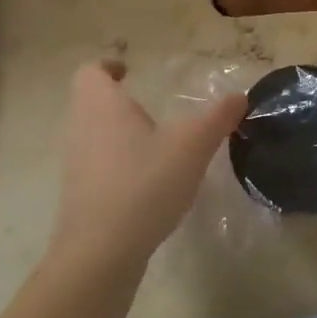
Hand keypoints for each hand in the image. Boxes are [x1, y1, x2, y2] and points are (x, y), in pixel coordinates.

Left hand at [50, 61, 245, 269]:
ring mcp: (77, 164)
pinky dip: (120, 164)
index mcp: (102, 105)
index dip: (108, 66)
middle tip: (152, 107)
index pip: (91, 71)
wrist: (102, 251)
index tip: (129, 70)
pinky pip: (99, 165)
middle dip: (119, 101)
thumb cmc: (145, 182)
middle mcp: (81, 128)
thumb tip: (239, 97)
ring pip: (95, 135)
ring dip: (120, 133)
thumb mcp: (193, 145)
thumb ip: (218, 117)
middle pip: (91, 102)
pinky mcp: (81, 195)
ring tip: (157, 144)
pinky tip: (150, 181)